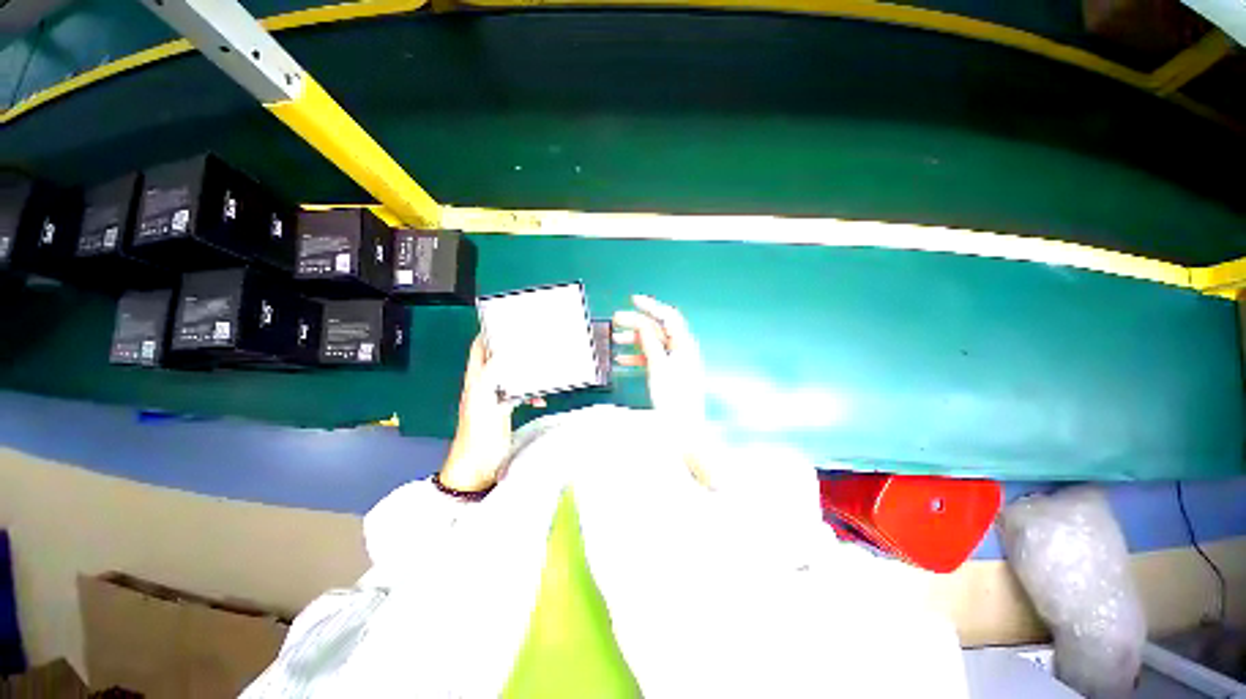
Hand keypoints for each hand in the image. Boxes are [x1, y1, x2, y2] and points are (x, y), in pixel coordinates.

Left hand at [438, 335, 540, 492]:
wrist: (478, 466)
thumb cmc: (478, 435)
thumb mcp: (484, 403)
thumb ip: (492, 377)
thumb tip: (504, 354)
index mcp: (476, 380)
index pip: (479, 349)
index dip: (488, 334)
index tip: (505, 323)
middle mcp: (485, 385)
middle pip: (499, 359)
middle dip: (513, 350)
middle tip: (532, 344)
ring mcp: (496, 397)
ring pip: (512, 374)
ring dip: (525, 371)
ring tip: (540, 370)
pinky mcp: (505, 409)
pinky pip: (519, 392)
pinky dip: (530, 391)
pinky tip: (540, 398)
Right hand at [613, 295, 714, 485]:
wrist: (683, 428)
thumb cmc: (673, 398)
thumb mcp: (658, 367)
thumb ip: (650, 344)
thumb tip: (643, 325)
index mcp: (684, 345)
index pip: (669, 317)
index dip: (651, 306)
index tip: (633, 300)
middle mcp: (681, 350)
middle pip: (658, 330)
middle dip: (636, 323)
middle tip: (616, 320)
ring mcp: (675, 362)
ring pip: (652, 344)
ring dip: (634, 340)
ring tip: (615, 339)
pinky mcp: (669, 374)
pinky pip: (652, 359)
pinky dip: (637, 357)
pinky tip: (622, 359)